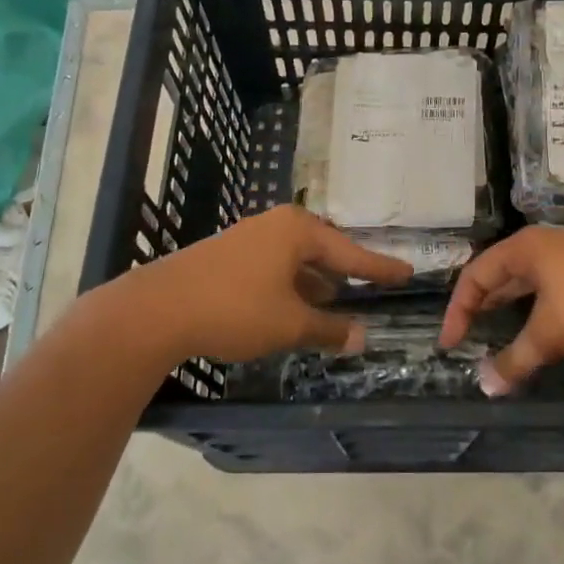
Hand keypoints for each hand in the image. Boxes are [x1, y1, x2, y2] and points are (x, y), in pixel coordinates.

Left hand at [123, 206, 412, 363]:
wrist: (156, 310)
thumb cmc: (235, 309)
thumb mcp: (290, 323)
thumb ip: (330, 329)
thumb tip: (363, 337)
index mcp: (298, 231)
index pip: (352, 253)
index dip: (380, 268)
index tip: (407, 273)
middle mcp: (275, 226)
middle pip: (323, 250)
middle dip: (345, 272)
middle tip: (372, 284)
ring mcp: (248, 238)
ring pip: (296, 260)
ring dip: (315, 282)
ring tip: (334, 301)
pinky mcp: (226, 256)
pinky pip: (273, 267)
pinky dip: (290, 285)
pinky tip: (292, 306)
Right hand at [438, 227, 563, 392]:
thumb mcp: (547, 334)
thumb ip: (515, 360)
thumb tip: (486, 387)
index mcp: (526, 249)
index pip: (477, 275)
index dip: (459, 310)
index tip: (451, 344)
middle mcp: (551, 249)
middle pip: (510, 282)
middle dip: (495, 314)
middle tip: (476, 339)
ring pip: (547, 298)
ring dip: (537, 331)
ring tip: (530, 359)